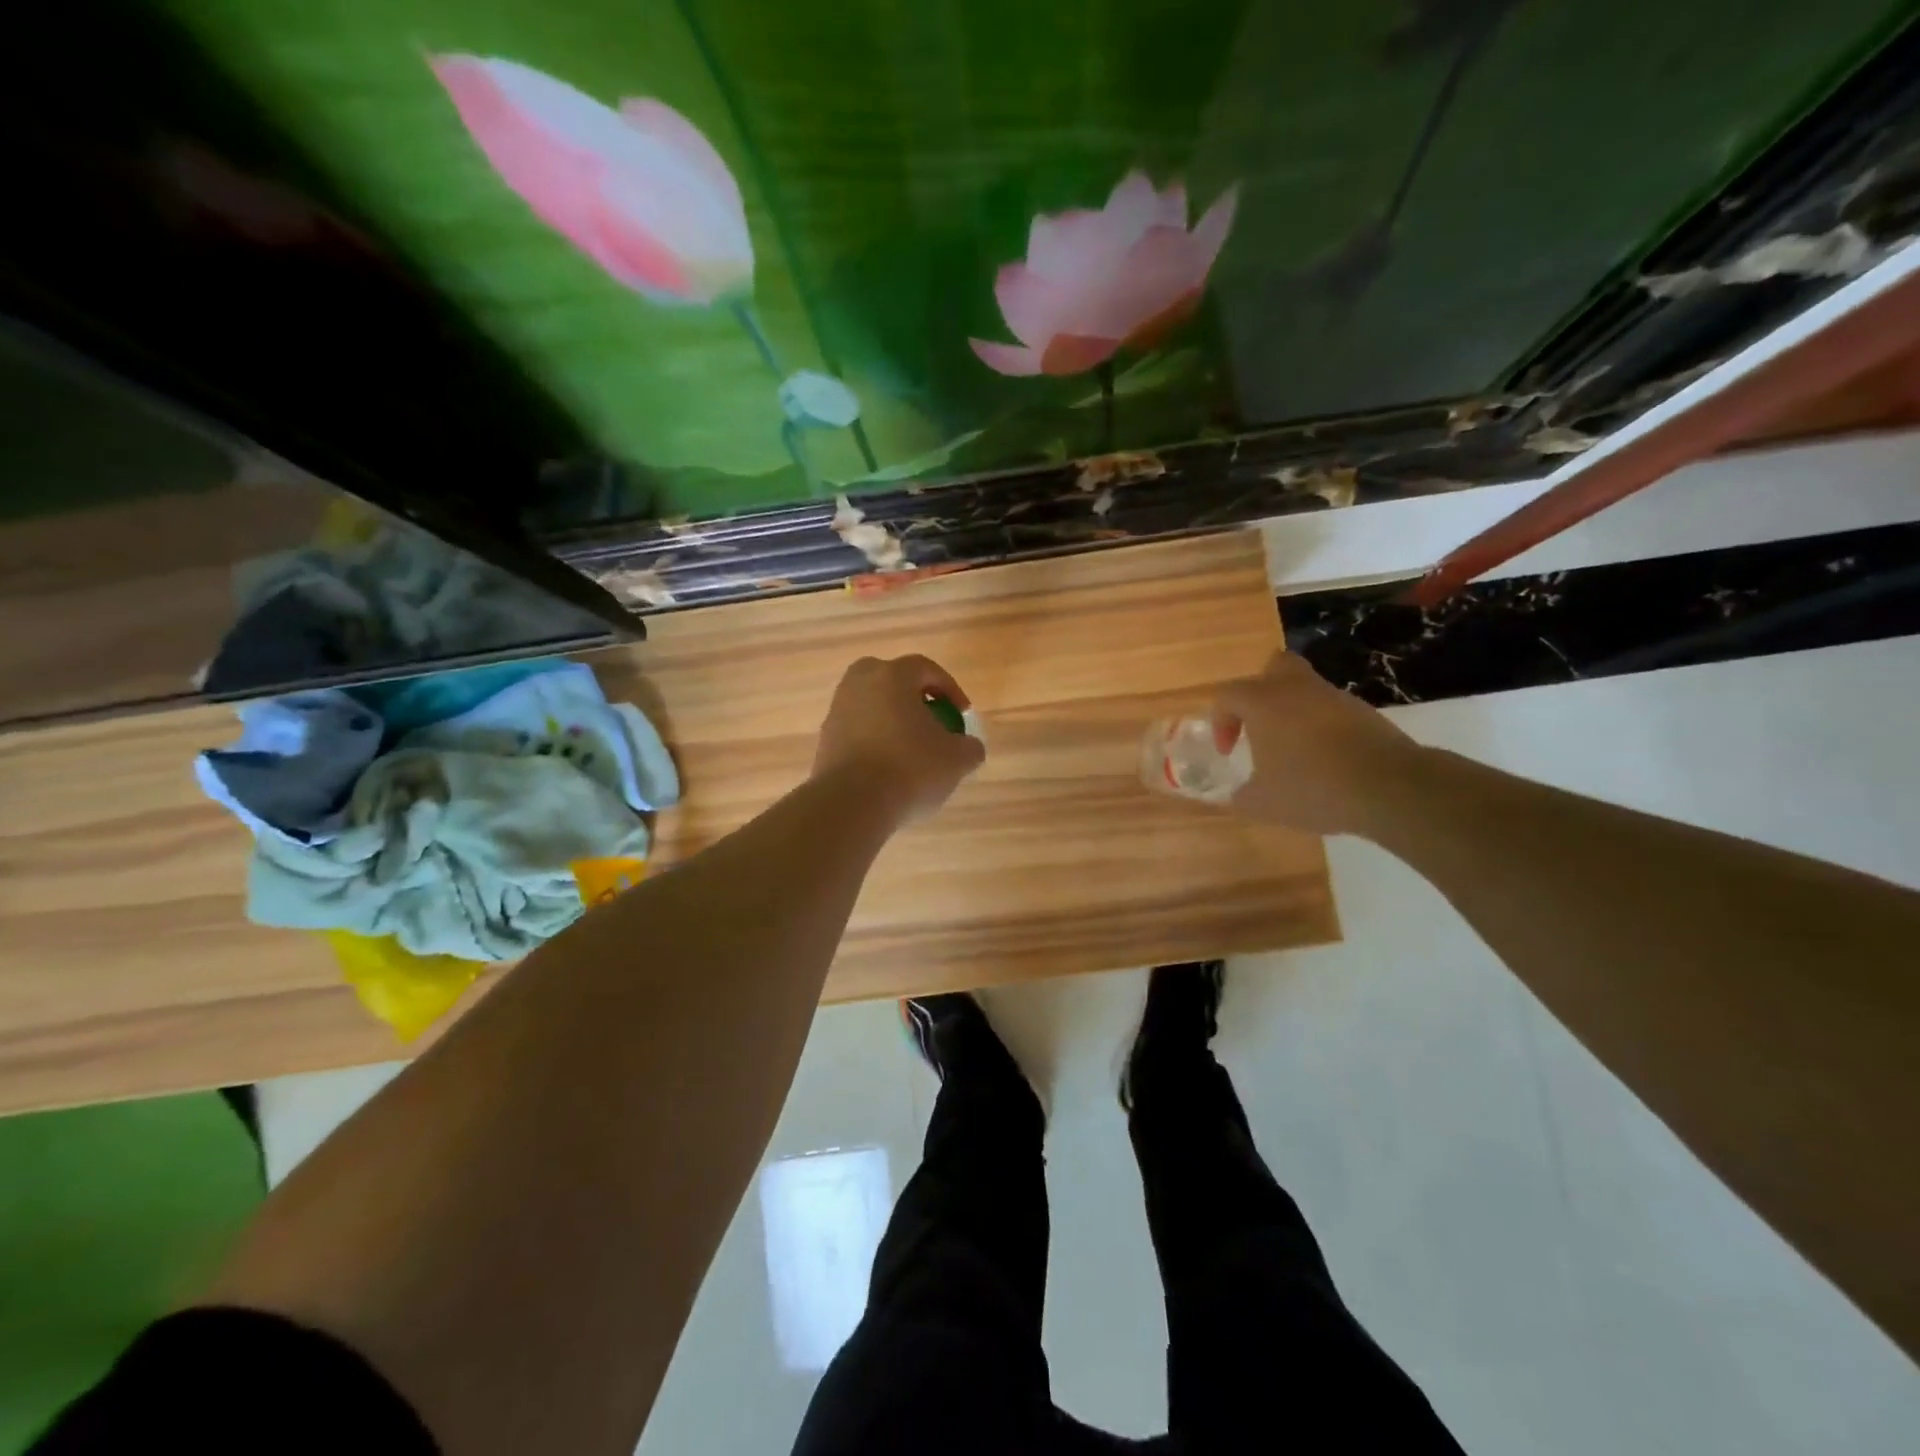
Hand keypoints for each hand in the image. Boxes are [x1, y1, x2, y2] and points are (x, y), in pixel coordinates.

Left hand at [812, 655, 986, 826]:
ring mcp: (837, 711)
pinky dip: (875, 743)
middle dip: (915, 699)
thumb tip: (968, 746)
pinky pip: (858, 732)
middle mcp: (859, 683)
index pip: (926, 669)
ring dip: (893, 722)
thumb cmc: (909, 769)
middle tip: (932, 723)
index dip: (950, 690)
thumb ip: (970, 747)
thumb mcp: (957, 760)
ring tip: (912, 751)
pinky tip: (889, 770)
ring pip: (872, 707)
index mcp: (892, 675)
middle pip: (892, 681)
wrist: (851, 804)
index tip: (962, 715)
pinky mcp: (825, 740)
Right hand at [1213, 651, 1426, 835]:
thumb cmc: (1313, 788)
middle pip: (1275, 667)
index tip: (1228, 752)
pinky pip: (1332, 710)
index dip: (1221, 722)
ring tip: (1294, 752)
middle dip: (1262, 690)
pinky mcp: (1365, 713)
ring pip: (1307, 689)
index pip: (1228, 696)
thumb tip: (1236, 796)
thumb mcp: (1264, 803)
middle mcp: (1298, 689)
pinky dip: (1323, 727)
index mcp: (1264, 703)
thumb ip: (1242, 796)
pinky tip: (1325, 761)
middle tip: (1259, 724)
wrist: (1389, 787)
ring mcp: (1335, 698)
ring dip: (1294, 712)